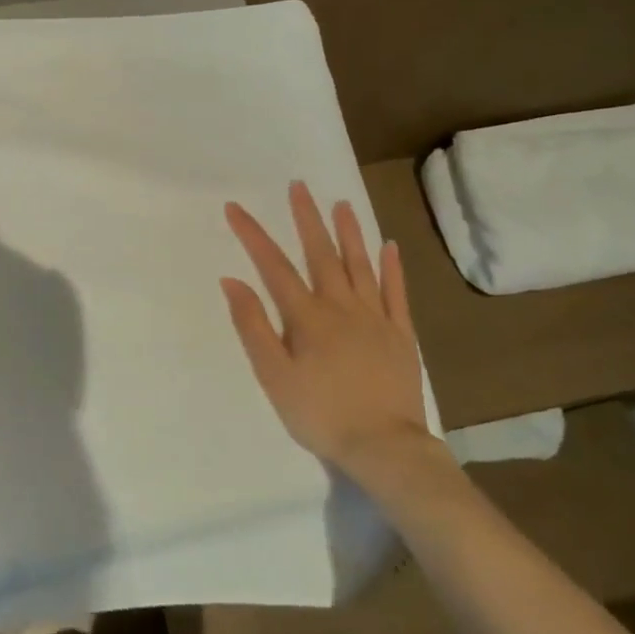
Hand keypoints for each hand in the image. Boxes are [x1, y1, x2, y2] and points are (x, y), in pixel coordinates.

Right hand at [221, 181, 448, 487]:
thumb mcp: (274, 375)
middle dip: (306, 218)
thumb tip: (233, 281)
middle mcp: (341, 307)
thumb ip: (253, 326)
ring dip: (349, 232)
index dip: (252, 235)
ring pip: (360, 265)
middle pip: (320, 254)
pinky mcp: (401, 334)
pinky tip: (389, 245)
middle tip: (299, 186)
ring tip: (341, 203)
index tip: (235, 207)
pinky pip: (396, 293)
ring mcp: (375, 318)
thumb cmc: (320, 413)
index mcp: (307, 317)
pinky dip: (392, 267)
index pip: (273, 266)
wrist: (385, 447)